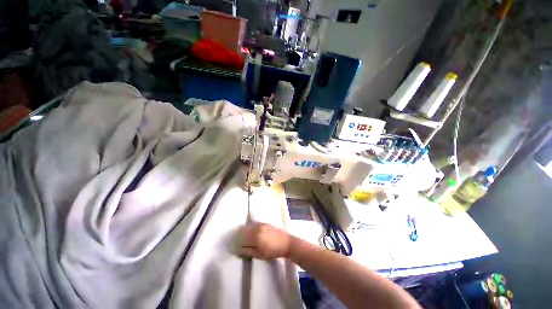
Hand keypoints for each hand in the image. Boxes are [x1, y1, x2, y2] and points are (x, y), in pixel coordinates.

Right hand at [240, 222, 291, 259]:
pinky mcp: (266, 223)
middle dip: (241, 234)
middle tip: (239, 239)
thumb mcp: (260, 254)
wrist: (286, 243)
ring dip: (246, 229)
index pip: (243, 237)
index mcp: (256, 236)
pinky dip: (252, 225)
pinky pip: (256, 223)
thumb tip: (240, 249)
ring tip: (244, 234)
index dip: (238, 240)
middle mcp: (258, 228)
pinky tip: (252, 229)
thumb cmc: (273, 251)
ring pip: (251, 225)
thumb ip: (249, 251)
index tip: (236, 244)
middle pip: (246, 230)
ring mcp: (262, 224)